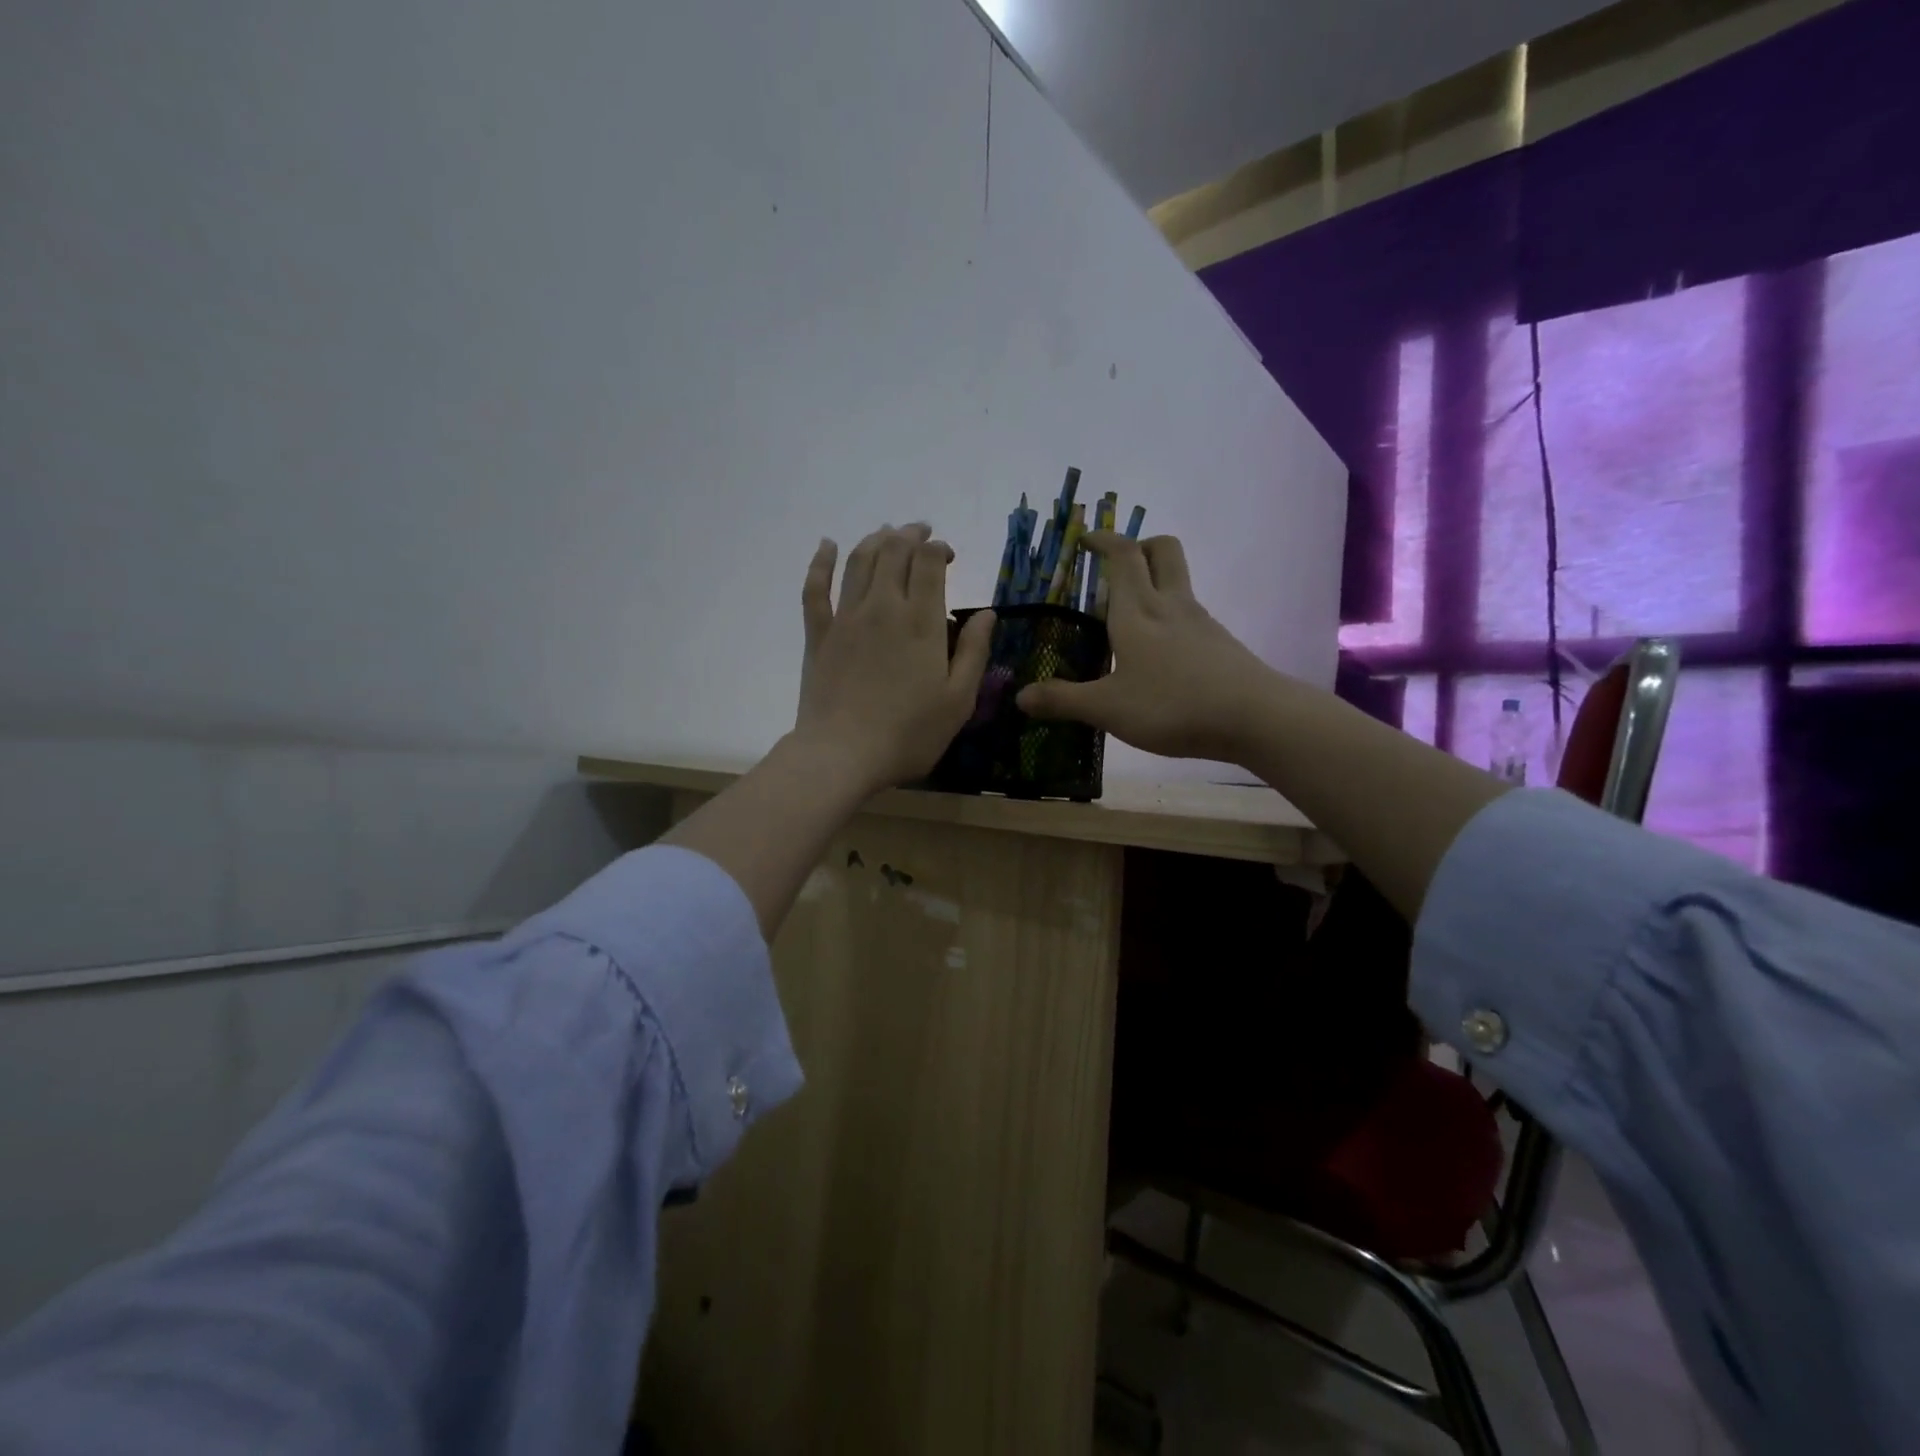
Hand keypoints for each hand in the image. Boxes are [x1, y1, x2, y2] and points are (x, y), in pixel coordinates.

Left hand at [793, 522, 994, 793]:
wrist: (842, 755)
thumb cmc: (909, 733)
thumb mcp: (958, 700)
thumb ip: (974, 652)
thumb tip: (987, 613)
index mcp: (921, 621)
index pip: (928, 561)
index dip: (938, 548)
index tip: (947, 557)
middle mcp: (882, 607)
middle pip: (893, 551)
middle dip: (910, 535)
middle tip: (922, 534)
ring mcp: (846, 618)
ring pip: (858, 560)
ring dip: (876, 539)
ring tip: (888, 534)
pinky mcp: (818, 634)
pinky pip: (815, 588)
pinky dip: (820, 561)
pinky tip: (826, 544)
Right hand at [1015, 531, 1278, 762]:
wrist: (1255, 718)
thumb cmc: (1172, 704)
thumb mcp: (1108, 708)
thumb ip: (1063, 701)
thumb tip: (1020, 697)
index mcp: (1138, 611)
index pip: (1122, 555)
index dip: (1103, 540)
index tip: (1085, 539)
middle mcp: (1171, 605)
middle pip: (1163, 550)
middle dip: (1139, 546)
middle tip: (1114, 570)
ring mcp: (1200, 622)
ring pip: (1178, 582)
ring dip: (1153, 584)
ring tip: (1126, 622)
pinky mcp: (1219, 644)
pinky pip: (1189, 615)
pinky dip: (1169, 618)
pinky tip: (1157, 656)